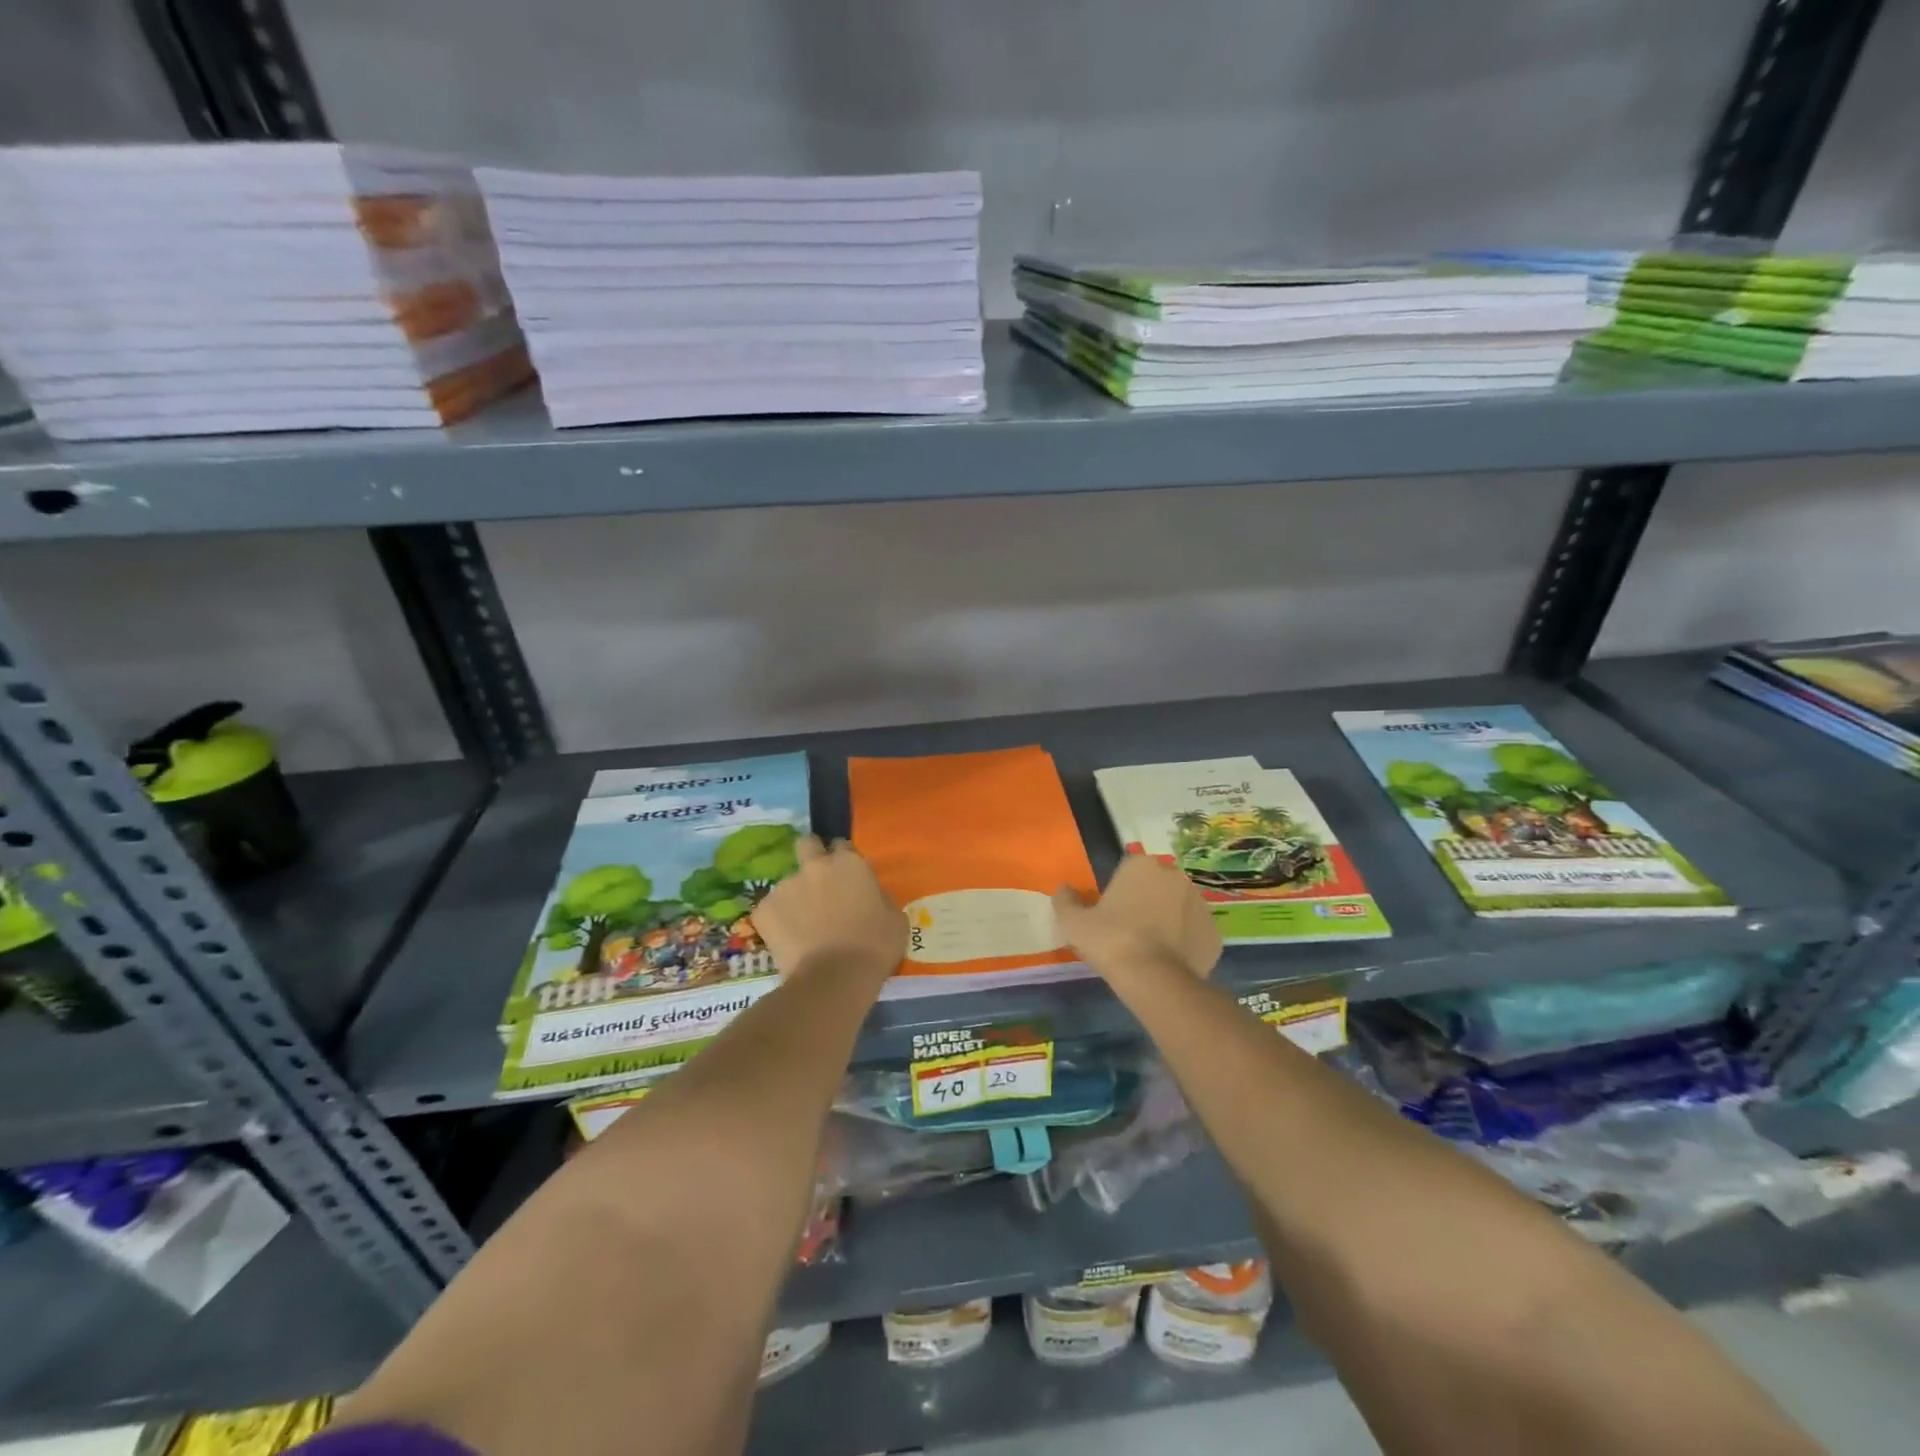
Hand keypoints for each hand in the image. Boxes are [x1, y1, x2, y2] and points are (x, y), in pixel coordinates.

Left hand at [752, 835, 906, 981]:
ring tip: (803, 925)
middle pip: (807, 844)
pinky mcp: (763, 910)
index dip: (843, 860)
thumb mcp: (895, 919)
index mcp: (849, 863)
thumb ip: (880, 897)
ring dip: (796, 896)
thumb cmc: (873, 948)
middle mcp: (815, 866)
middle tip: (818, 882)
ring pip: (789, 882)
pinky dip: (778, 920)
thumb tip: (870, 896)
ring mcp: (786, 886)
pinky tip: (789, 940)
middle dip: (811, 856)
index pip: (841, 845)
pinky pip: (771, 909)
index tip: (847, 878)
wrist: (833, 979)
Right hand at [1053, 855, 1221, 984]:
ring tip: (1151, 950)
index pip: (1128, 871)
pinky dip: (1185, 943)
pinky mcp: (1213, 932)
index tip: (1111, 914)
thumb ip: (1065, 900)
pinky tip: (1169, 962)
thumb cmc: (1109, 940)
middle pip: (1156, 886)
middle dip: (1146, 902)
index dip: (1119, 892)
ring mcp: (1199, 904)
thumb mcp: (1073, 922)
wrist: (1153, 978)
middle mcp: (1174, 876)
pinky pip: (1194, 934)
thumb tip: (1063, 888)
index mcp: (1141, 865)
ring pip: (1178, 909)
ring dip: (1168, 920)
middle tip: (1129, 931)